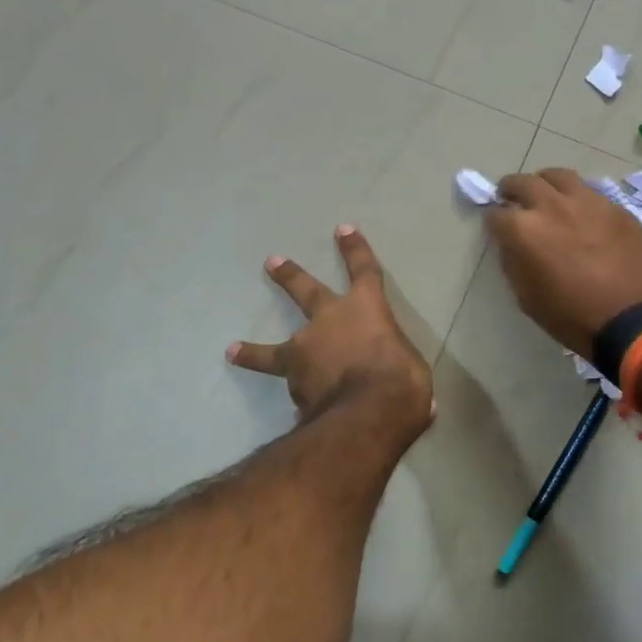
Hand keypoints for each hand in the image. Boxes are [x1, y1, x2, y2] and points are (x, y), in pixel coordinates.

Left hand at [227, 225, 433, 442]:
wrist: (366, 412)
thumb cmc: (400, 378)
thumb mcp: (410, 365)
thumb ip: (394, 363)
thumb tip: (394, 380)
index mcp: (366, 308)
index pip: (364, 270)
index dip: (355, 249)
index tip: (343, 229)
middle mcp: (329, 321)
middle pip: (305, 291)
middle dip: (289, 276)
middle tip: (271, 262)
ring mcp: (305, 352)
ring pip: (273, 350)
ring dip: (253, 351)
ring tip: (232, 350)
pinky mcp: (293, 385)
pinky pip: (292, 388)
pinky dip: (295, 396)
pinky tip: (294, 409)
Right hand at [484, 169, 641, 356]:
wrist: (632, 320)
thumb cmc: (571, 316)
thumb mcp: (527, 297)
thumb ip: (513, 262)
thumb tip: (511, 243)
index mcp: (524, 229)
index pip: (495, 214)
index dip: (493, 221)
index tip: (497, 227)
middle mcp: (552, 205)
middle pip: (523, 183)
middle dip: (511, 189)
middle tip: (512, 198)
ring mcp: (588, 201)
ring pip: (559, 176)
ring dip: (545, 183)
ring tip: (546, 194)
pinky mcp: (616, 207)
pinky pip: (590, 193)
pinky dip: (578, 198)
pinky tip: (582, 213)